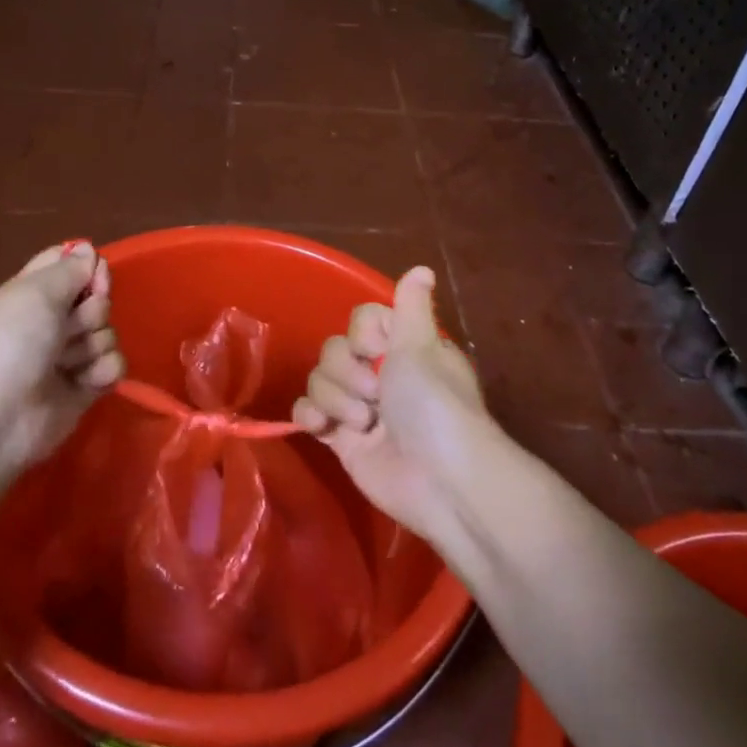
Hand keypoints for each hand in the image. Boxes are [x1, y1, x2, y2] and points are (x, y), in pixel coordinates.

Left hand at [0, 242, 124, 473]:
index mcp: (35, 293)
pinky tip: (85, 382)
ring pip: (108, 333)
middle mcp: (54, 322)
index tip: (93, 280)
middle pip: (98, 299)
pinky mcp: (86, 388)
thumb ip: (69, 269)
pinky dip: (104, 371)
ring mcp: (70, 356)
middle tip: (68, 329)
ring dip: (94, 345)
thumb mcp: (35, 294)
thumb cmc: (9, 346)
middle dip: (92, 312)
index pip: (71, 265)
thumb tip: (89, 250)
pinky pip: (114, 366)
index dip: (88, 268)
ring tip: (67, 364)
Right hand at [292, 266, 494, 545]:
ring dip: (337, 399)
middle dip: (349, 372)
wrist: (439, 479)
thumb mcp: (422, 347)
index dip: (362, 335)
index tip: (378, 352)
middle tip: (376, 395)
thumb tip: (423, 268)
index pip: (360, 321)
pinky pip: (308, 411)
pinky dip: (311, 416)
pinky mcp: (341, 438)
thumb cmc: (435, 405)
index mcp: (403, 348)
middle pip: (334, 350)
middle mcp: (380, 373)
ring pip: (319, 379)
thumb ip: (411, 306)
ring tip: (365, 423)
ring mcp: (358, 406)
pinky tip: (324, 427)